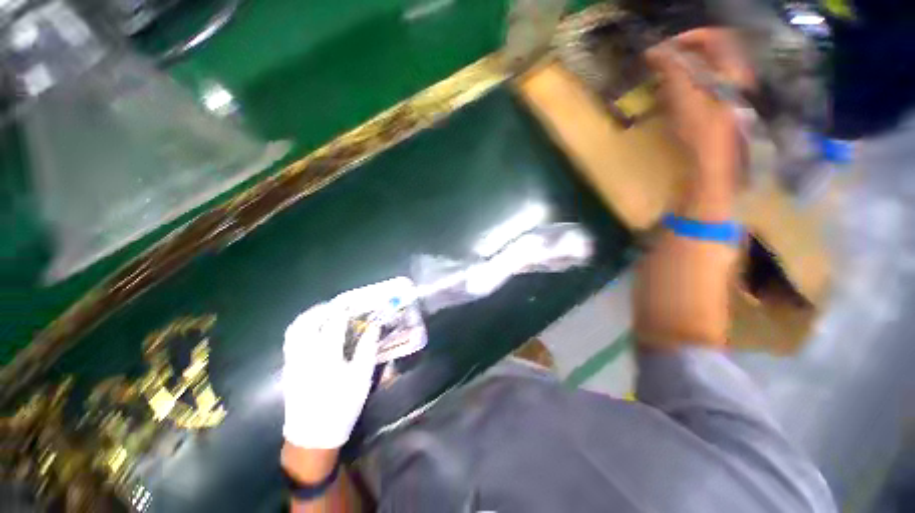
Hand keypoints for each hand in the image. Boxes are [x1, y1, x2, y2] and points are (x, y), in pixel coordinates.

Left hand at [282, 299, 380, 449]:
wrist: (312, 437)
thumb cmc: (342, 406)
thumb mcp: (361, 377)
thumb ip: (367, 349)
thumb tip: (374, 327)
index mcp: (326, 355)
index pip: (334, 323)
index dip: (344, 310)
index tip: (353, 304)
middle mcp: (305, 354)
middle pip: (308, 321)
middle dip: (323, 309)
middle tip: (337, 305)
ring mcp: (292, 361)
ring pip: (295, 329)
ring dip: (309, 316)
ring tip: (323, 313)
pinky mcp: (287, 368)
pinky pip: (291, 340)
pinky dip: (301, 328)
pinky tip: (312, 331)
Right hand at [646, 28, 753, 212]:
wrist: (714, 167)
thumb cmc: (701, 133)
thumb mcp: (684, 98)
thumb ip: (672, 69)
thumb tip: (655, 51)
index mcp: (733, 70)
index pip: (715, 37)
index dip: (688, 38)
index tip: (664, 48)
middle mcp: (737, 77)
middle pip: (711, 53)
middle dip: (683, 55)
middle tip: (661, 67)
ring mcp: (731, 93)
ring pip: (707, 70)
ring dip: (683, 72)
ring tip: (663, 84)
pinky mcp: (721, 108)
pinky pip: (704, 86)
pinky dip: (686, 87)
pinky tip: (673, 99)